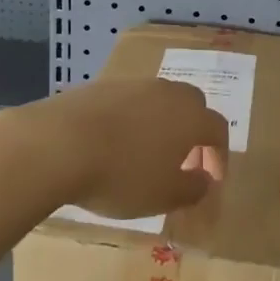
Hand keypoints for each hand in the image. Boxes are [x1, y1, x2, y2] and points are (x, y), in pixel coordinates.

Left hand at [27, 76, 228, 218]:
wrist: (60, 142)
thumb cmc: (122, 174)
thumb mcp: (163, 195)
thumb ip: (192, 188)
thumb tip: (204, 179)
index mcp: (191, 116)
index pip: (218, 129)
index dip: (219, 155)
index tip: (211, 179)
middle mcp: (167, 92)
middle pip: (192, 104)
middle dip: (193, 131)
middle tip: (183, 161)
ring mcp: (133, 84)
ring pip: (159, 100)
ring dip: (161, 124)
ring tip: (146, 153)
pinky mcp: (102, 86)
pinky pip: (128, 102)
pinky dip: (131, 120)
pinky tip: (114, 143)